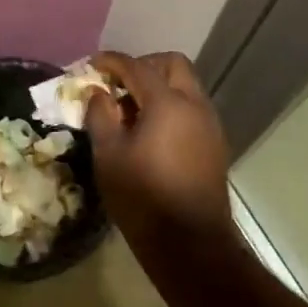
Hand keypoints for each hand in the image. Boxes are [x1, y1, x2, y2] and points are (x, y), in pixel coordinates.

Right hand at [85, 51, 232, 241]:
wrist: (191, 245)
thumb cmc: (143, 197)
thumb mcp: (108, 155)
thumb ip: (100, 115)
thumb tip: (98, 93)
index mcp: (168, 104)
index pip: (137, 67)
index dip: (112, 61)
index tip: (92, 65)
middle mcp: (195, 106)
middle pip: (173, 65)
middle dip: (144, 65)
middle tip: (118, 83)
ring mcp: (210, 125)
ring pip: (186, 86)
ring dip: (160, 86)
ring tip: (131, 110)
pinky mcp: (215, 145)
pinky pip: (192, 109)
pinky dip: (172, 106)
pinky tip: (151, 131)